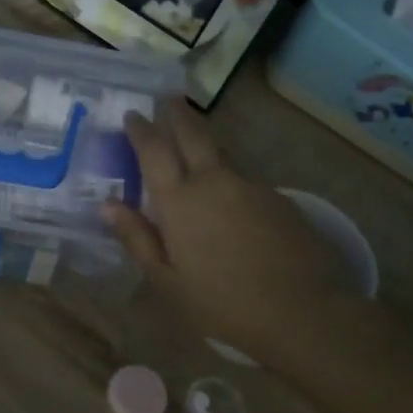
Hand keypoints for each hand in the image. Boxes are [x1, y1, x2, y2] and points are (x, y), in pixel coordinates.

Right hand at [102, 103, 359, 353]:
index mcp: (179, 201)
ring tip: (197, 147)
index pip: (154, 151)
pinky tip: (233, 201)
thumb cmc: (223, 304)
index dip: (141, 130)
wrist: (304, 313)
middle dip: (177, 115)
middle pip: (193, 135)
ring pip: (221, 155)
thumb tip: (107, 204)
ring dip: (206, 145)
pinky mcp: (280, 199)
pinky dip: (231, 180)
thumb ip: (138, 238)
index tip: (132, 114)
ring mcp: (251, 186)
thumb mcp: (168, 281)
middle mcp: (213, 181)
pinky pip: (246, 180)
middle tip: (169, 100)